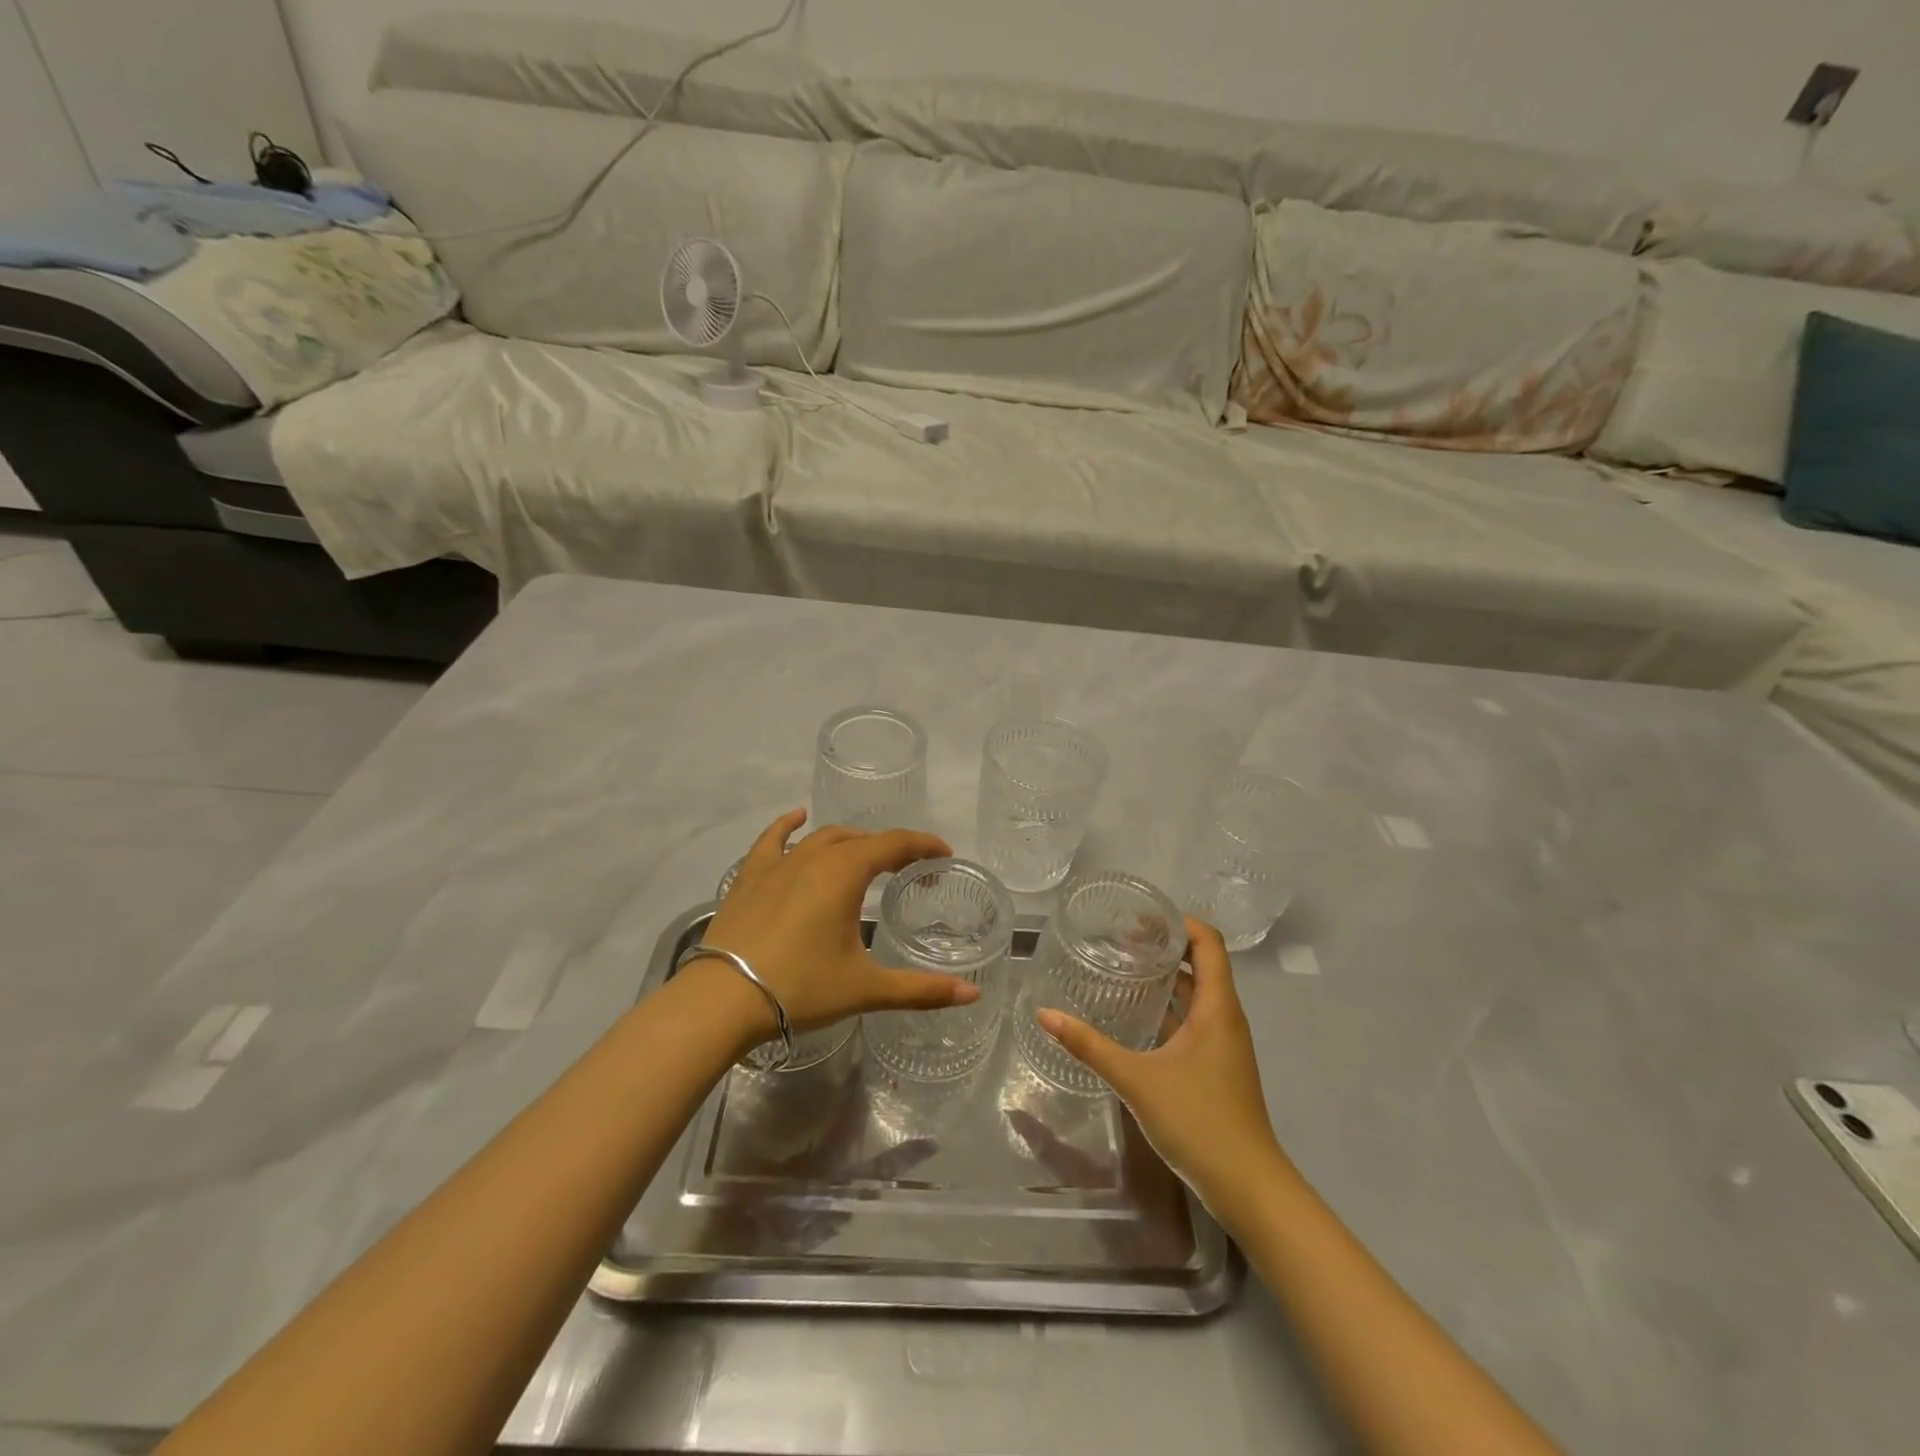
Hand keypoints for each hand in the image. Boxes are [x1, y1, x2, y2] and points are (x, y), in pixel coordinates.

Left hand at [692, 809, 977, 1042]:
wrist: (723, 999)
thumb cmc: (801, 988)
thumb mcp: (866, 988)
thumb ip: (922, 989)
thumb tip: (973, 994)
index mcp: (846, 873)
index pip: (895, 844)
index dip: (923, 845)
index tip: (944, 855)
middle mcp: (814, 856)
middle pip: (861, 839)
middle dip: (890, 848)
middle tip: (907, 871)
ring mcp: (778, 863)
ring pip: (822, 837)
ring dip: (850, 841)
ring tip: (865, 855)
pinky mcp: (750, 876)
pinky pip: (772, 839)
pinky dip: (788, 825)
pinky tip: (797, 818)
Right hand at [1036, 917, 1284, 1214]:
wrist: (1249, 1188)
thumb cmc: (1200, 1122)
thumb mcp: (1137, 1080)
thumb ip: (1090, 1046)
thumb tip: (1045, 1014)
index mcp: (1217, 1008)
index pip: (1207, 942)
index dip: (1178, 921)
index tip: (1139, 916)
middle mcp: (1225, 1017)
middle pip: (1201, 963)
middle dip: (1163, 945)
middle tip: (1117, 938)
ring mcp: (1223, 1043)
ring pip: (1196, 994)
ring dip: (1165, 977)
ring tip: (1121, 968)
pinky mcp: (1216, 1066)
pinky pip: (1192, 1020)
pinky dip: (1167, 1007)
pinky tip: (1134, 1016)